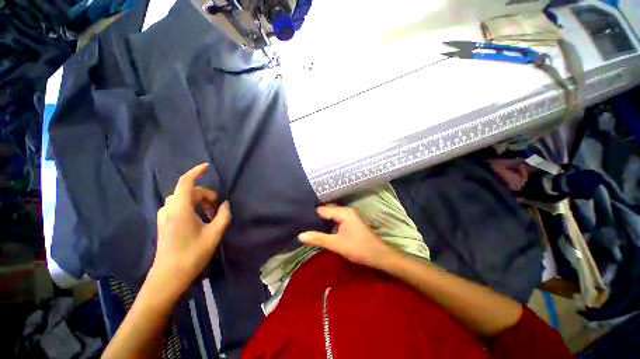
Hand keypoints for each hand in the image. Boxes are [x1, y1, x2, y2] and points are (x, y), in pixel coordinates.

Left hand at [151, 163, 230, 296]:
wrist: (168, 277)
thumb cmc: (192, 254)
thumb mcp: (214, 234)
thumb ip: (223, 216)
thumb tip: (225, 204)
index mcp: (180, 209)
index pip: (186, 182)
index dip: (196, 172)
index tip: (207, 167)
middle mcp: (169, 209)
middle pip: (188, 191)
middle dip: (206, 195)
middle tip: (218, 208)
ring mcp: (164, 216)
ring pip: (183, 199)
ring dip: (199, 201)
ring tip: (211, 214)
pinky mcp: (164, 223)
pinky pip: (179, 206)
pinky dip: (192, 206)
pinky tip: (200, 218)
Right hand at [298, 205, 393, 269]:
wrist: (379, 256)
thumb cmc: (358, 248)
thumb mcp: (336, 244)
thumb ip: (318, 239)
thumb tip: (300, 235)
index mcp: (343, 212)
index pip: (322, 209)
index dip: (311, 214)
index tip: (298, 218)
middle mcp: (346, 210)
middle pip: (326, 210)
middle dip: (315, 216)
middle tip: (301, 222)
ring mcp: (349, 216)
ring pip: (331, 215)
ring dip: (321, 220)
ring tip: (307, 224)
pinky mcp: (350, 222)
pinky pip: (336, 219)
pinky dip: (328, 223)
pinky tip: (321, 228)